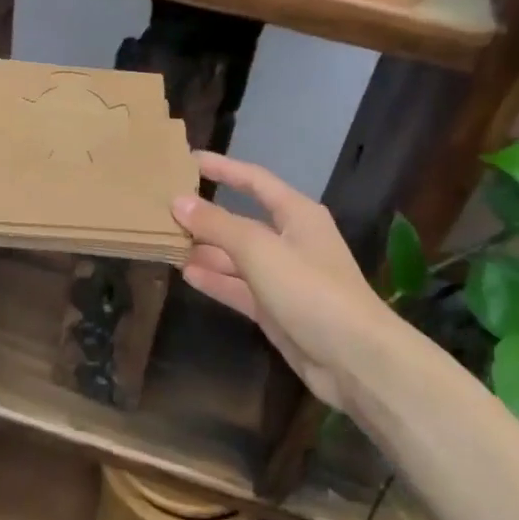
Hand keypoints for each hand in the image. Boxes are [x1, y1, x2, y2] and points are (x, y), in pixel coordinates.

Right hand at [171, 151, 396, 411]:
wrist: (355, 359)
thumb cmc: (311, 290)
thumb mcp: (260, 250)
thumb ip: (217, 225)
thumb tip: (178, 201)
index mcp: (296, 214)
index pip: (254, 180)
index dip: (223, 168)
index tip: (187, 160)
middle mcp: (290, 240)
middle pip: (241, 220)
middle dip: (206, 216)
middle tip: (163, 210)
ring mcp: (283, 277)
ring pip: (236, 256)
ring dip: (205, 250)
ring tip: (166, 242)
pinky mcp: (276, 309)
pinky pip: (239, 287)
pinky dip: (215, 280)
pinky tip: (186, 274)